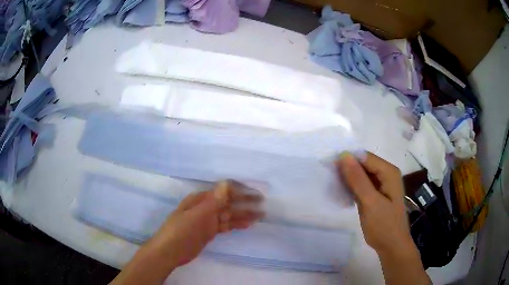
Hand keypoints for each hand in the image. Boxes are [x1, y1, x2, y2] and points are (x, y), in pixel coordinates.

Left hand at [149, 180, 263, 267]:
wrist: (169, 251)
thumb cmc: (181, 231)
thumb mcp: (197, 215)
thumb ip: (213, 201)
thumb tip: (226, 183)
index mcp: (201, 199)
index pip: (224, 191)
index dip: (240, 191)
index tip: (255, 194)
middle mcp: (206, 207)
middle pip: (229, 203)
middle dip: (245, 203)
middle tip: (262, 204)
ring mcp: (208, 220)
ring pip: (229, 215)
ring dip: (244, 214)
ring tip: (261, 215)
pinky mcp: (209, 231)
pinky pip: (226, 225)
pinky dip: (236, 224)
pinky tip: (248, 224)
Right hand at [337, 152, 413, 255]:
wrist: (391, 246)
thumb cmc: (384, 225)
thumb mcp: (370, 202)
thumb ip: (357, 179)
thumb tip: (344, 155)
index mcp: (388, 171)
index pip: (364, 157)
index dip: (346, 159)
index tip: (328, 167)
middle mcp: (386, 174)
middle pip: (362, 164)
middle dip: (346, 170)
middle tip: (328, 179)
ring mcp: (381, 184)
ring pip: (360, 175)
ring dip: (347, 179)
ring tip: (332, 187)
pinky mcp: (375, 194)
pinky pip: (361, 185)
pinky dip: (351, 188)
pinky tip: (341, 195)